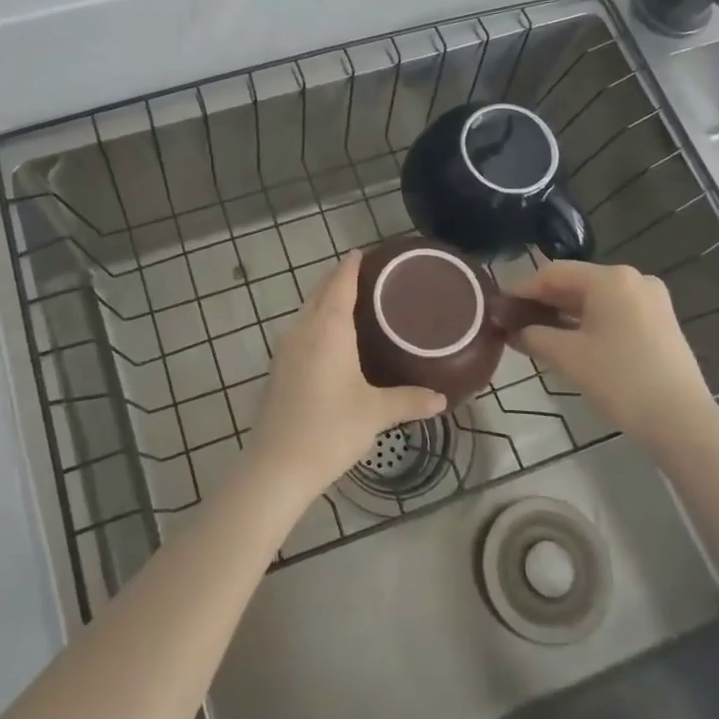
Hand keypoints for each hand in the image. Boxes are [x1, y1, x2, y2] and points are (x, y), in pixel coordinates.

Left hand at [247, 252, 445, 499]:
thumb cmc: (330, 429)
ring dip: (327, 300)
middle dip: (340, 279)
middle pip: (321, 292)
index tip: (366, 252)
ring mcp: (286, 348)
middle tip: (369, 276)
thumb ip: (409, 400)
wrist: (277, 465)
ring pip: (308, 311)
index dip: (352, 265)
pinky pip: (301, 331)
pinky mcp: (279, 368)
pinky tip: (332, 340)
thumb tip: (441, 398)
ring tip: (355, 303)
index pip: (340, 283)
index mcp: (328, 329)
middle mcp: (304, 330)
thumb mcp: (376, 413)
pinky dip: (317, 322)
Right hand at [507, 261, 718, 450]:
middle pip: (575, 283)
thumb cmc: (619, 380)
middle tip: (514, 322)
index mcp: (610, 278)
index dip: (522, 290)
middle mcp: (633, 279)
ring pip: (595, 299)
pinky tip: (570, 341)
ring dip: (564, 314)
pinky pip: (614, 312)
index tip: (499, 307)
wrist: (681, 421)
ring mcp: (651, 300)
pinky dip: (588, 322)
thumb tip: (512, 330)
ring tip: (536, 334)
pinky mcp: (660, 322)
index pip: (553, 274)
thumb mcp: (566, 356)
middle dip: (543, 302)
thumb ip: (532, 336)